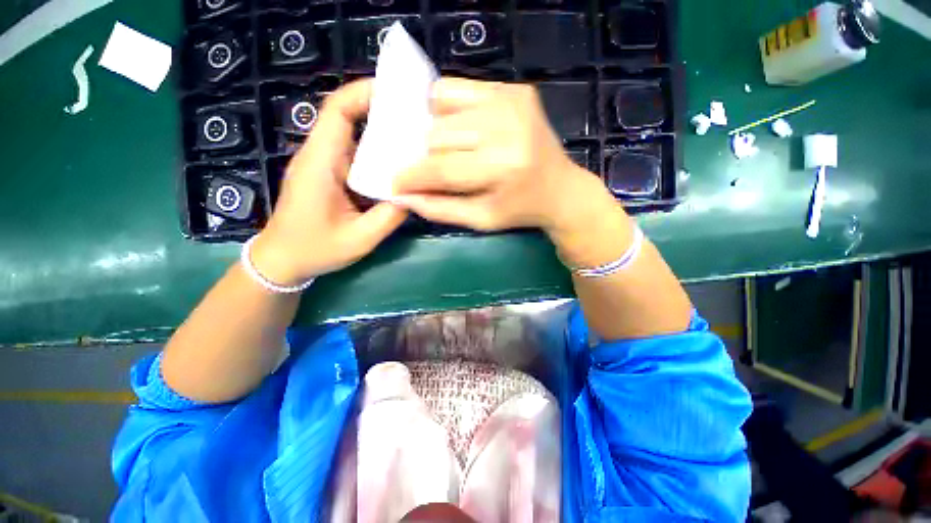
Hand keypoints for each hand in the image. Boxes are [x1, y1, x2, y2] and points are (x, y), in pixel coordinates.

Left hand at [250, 80, 407, 286]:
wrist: (282, 261)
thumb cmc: (315, 250)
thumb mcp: (360, 239)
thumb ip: (390, 216)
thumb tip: (416, 194)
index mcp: (320, 163)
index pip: (337, 111)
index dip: (363, 93)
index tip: (396, 92)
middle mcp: (319, 155)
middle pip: (347, 117)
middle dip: (381, 110)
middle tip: (415, 116)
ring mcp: (322, 164)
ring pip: (352, 135)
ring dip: (380, 132)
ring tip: (412, 137)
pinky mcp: (327, 175)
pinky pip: (353, 154)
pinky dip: (375, 153)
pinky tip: (396, 163)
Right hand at [392, 78, 601, 234]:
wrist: (561, 188)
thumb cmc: (520, 210)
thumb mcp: (481, 220)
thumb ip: (440, 208)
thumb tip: (401, 195)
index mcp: (501, 168)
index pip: (441, 168)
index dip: (411, 176)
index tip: (395, 182)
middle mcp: (506, 127)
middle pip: (438, 135)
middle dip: (424, 156)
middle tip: (426, 169)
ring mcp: (511, 101)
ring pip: (442, 108)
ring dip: (434, 131)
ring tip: (444, 150)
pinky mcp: (513, 89)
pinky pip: (458, 88)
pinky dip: (447, 109)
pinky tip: (457, 128)